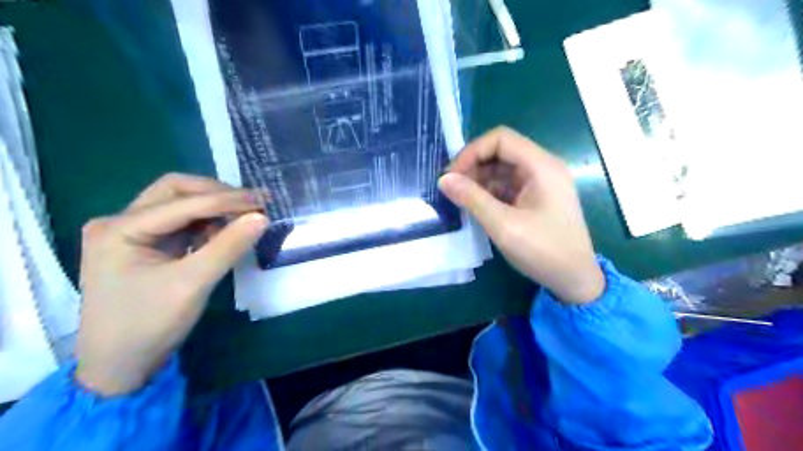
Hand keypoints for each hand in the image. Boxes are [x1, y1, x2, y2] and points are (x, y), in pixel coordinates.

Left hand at [75, 173, 268, 393]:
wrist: (120, 367)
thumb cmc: (149, 325)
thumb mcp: (193, 284)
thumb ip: (228, 246)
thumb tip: (262, 217)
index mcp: (120, 229)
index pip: (182, 201)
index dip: (226, 200)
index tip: (264, 202)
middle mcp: (120, 222)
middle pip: (176, 191)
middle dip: (217, 194)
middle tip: (253, 203)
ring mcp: (132, 234)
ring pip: (180, 204)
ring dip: (214, 207)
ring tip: (245, 217)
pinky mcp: (146, 246)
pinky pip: (182, 223)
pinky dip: (207, 223)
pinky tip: (226, 233)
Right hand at [438, 126, 601, 305]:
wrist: (574, 280)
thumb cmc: (543, 251)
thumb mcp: (503, 225)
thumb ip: (472, 199)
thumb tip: (443, 179)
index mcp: (541, 166)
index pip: (500, 139)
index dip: (472, 152)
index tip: (452, 175)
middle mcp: (543, 167)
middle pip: (501, 151)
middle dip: (474, 166)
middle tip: (452, 189)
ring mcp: (541, 182)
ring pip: (502, 168)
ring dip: (479, 180)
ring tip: (461, 199)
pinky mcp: (536, 197)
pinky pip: (508, 185)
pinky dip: (489, 192)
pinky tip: (476, 206)